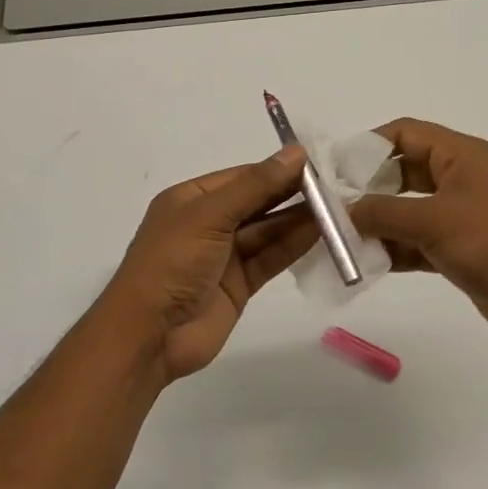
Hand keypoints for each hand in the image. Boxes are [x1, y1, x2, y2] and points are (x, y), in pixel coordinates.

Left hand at [97, 146, 316, 381]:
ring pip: (267, 231)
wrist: (150, 334)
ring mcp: (224, 256)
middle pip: (257, 203)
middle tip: (335, 187)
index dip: (276, 169)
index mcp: (191, 199)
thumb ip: (255, 187)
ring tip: (337, 209)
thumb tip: (295, 153)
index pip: (242, 177)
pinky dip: (293, 247)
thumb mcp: (210, 216)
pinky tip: (321, 234)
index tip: (315, 164)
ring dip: (298, 221)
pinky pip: (269, 258)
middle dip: (291, 194)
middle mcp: (208, 223)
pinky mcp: (238, 285)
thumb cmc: (172, 263)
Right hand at [349, 118, 487, 347]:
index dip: (368, 145)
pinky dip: (394, 249)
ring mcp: (460, 215)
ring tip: (339, 238)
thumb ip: (383, 212)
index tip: (334, 169)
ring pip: (407, 210)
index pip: (405, 133)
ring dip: (377, 223)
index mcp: (460, 155)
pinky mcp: (460, 249)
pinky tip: (366, 263)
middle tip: (331, 206)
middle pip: (402, 171)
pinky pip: (417, 241)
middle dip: (367, 187)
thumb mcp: (434, 221)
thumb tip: (344, 209)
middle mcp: (459, 178)